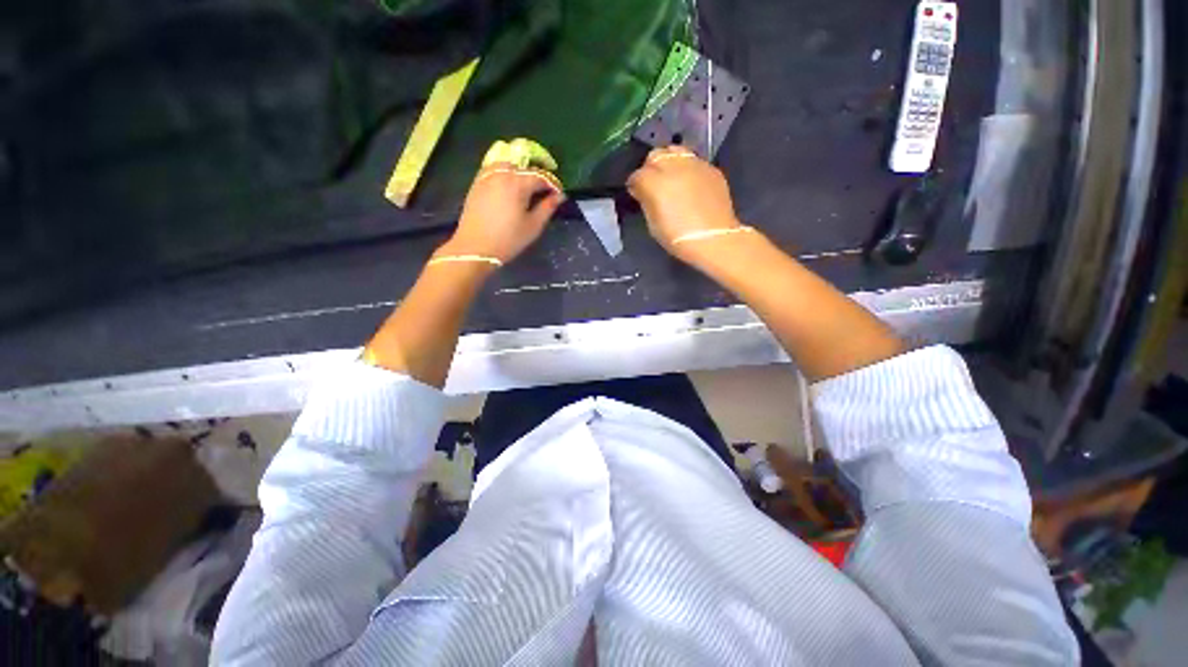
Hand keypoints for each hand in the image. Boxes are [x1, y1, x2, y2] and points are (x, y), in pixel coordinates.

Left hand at [441, 163, 564, 262]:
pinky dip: (505, 173)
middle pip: (524, 167)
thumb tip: (560, 196)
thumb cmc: (508, 240)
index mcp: (518, 183)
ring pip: (508, 164)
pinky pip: (494, 169)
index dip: (553, 184)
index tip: (560, 194)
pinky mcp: (477, 183)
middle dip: (538, 176)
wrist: (474, 247)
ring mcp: (487, 176)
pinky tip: (509, 187)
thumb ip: (547, 208)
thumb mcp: (533, 226)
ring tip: (527, 186)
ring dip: (520, 171)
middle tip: (545, 191)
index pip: (541, 176)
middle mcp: (502, 173)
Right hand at [627, 147, 742, 263]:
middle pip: (656, 155)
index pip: (637, 175)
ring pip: (676, 151)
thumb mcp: (653, 224)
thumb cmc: (677, 238)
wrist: (713, 239)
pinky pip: (694, 162)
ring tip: (672, 179)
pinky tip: (690, 185)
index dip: (635, 185)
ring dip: (670, 162)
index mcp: (654, 182)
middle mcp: (674, 166)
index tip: (637, 194)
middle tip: (654, 184)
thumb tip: (642, 192)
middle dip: (651, 168)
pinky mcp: (711, 169)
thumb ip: (646, 201)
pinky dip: (687, 169)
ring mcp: (695, 164)